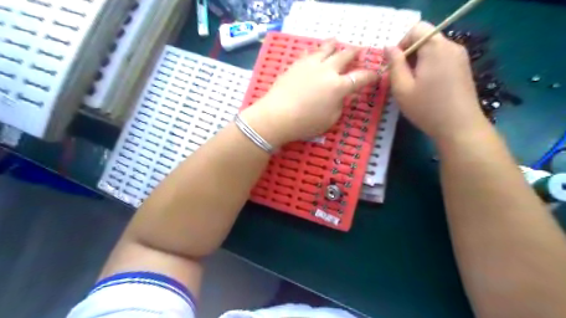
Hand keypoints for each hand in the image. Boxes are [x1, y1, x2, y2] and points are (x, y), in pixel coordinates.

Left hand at [240, 39, 376, 147]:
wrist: (277, 116)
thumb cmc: (305, 123)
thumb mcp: (330, 120)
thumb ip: (340, 105)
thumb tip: (345, 95)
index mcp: (339, 86)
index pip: (361, 77)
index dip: (371, 75)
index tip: (376, 74)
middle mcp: (327, 70)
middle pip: (345, 55)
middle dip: (355, 53)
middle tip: (359, 51)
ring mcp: (311, 64)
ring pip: (327, 48)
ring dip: (335, 45)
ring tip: (338, 42)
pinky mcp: (297, 64)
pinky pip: (309, 52)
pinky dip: (316, 51)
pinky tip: (315, 52)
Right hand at [388, 21, 488, 142]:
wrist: (459, 127)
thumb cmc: (426, 108)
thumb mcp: (402, 88)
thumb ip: (394, 64)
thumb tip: (388, 47)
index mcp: (435, 48)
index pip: (416, 29)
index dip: (401, 43)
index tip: (394, 65)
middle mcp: (451, 46)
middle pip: (425, 38)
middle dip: (409, 54)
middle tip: (400, 77)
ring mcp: (460, 57)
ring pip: (433, 49)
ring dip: (418, 61)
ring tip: (412, 84)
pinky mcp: (464, 67)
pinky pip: (442, 58)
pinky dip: (429, 66)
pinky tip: (426, 87)